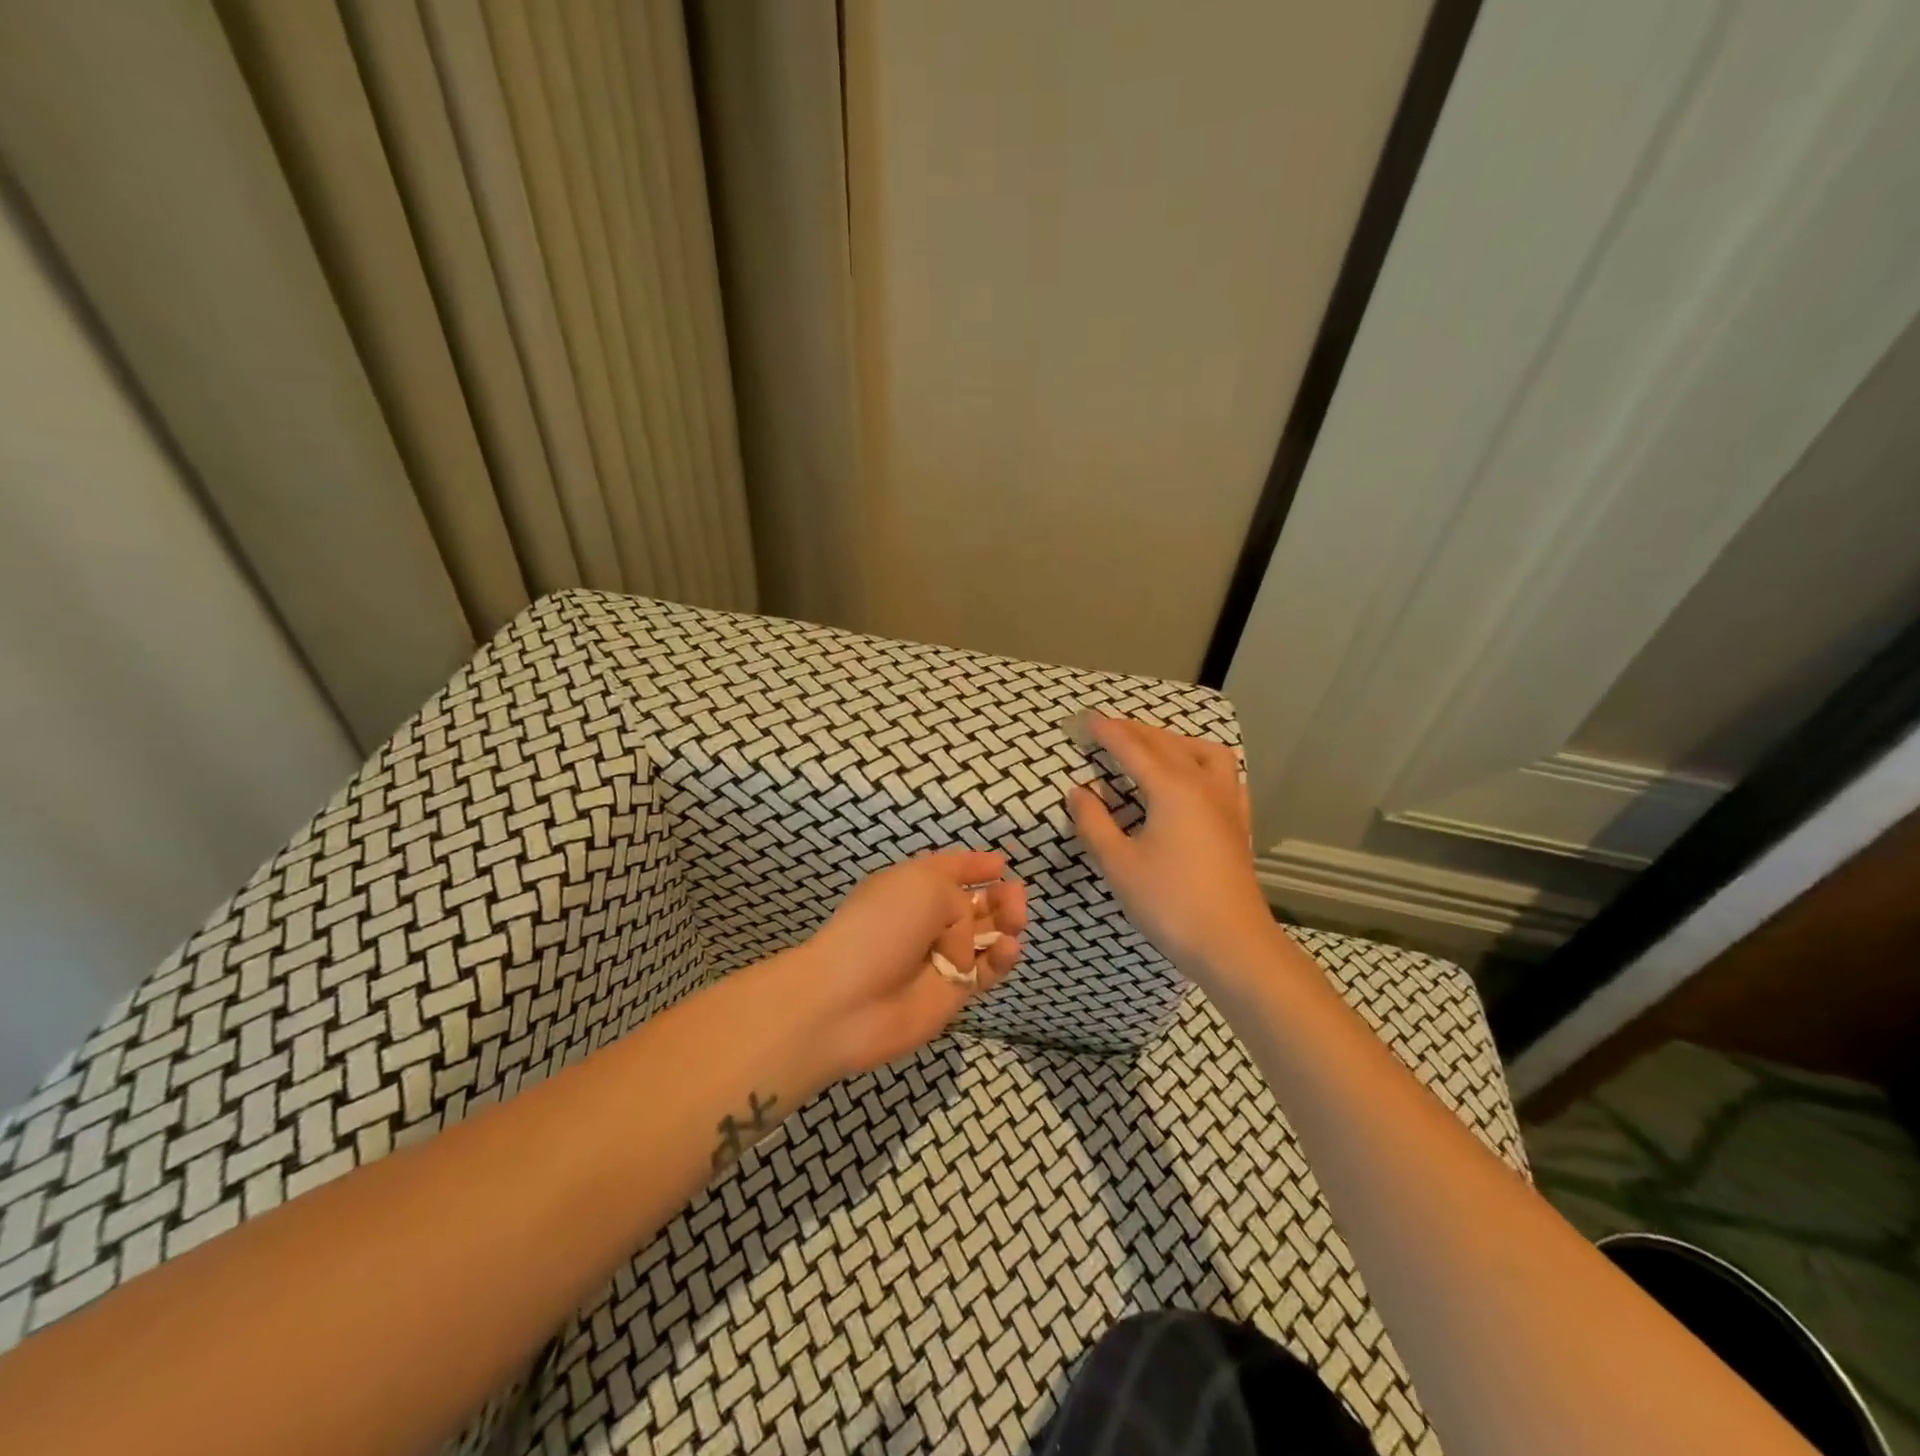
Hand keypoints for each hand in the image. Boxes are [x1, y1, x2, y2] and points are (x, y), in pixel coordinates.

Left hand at [800, 850, 1026, 1076]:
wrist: (848, 999)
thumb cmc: (883, 926)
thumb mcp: (925, 886)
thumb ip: (961, 900)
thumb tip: (967, 935)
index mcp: (911, 886)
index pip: (948, 870)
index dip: (973, 865)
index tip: (1001, 863)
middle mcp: (926, 919)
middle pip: (973, 903)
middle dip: (998, 895)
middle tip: (1015, 894)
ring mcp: (941, 958)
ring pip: (986, 936)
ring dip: (1005, 923)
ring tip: (1015, 918)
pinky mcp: (953, 993)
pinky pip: (986, 971)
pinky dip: (1001, 958)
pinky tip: (1008, 947)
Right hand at [1067, 715, 1277, 990]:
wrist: (1233, 945)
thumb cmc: (1169, 903)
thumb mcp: (1118, 864)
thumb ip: (1094, 823)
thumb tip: (1079, 792)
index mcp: (1172, 789)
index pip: (1133, 749)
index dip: (1107, 732)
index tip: (1084, 719)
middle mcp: (1203, 786)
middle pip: (1166, 744)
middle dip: (1135, 731)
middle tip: (1107, 729)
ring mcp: (1227, 804)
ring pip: (1203, 753)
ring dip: (1174, 741)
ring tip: (1152, 747)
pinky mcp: (1238, 824)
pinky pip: (1224, 776)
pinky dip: (1202, 763)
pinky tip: (1194, 779)